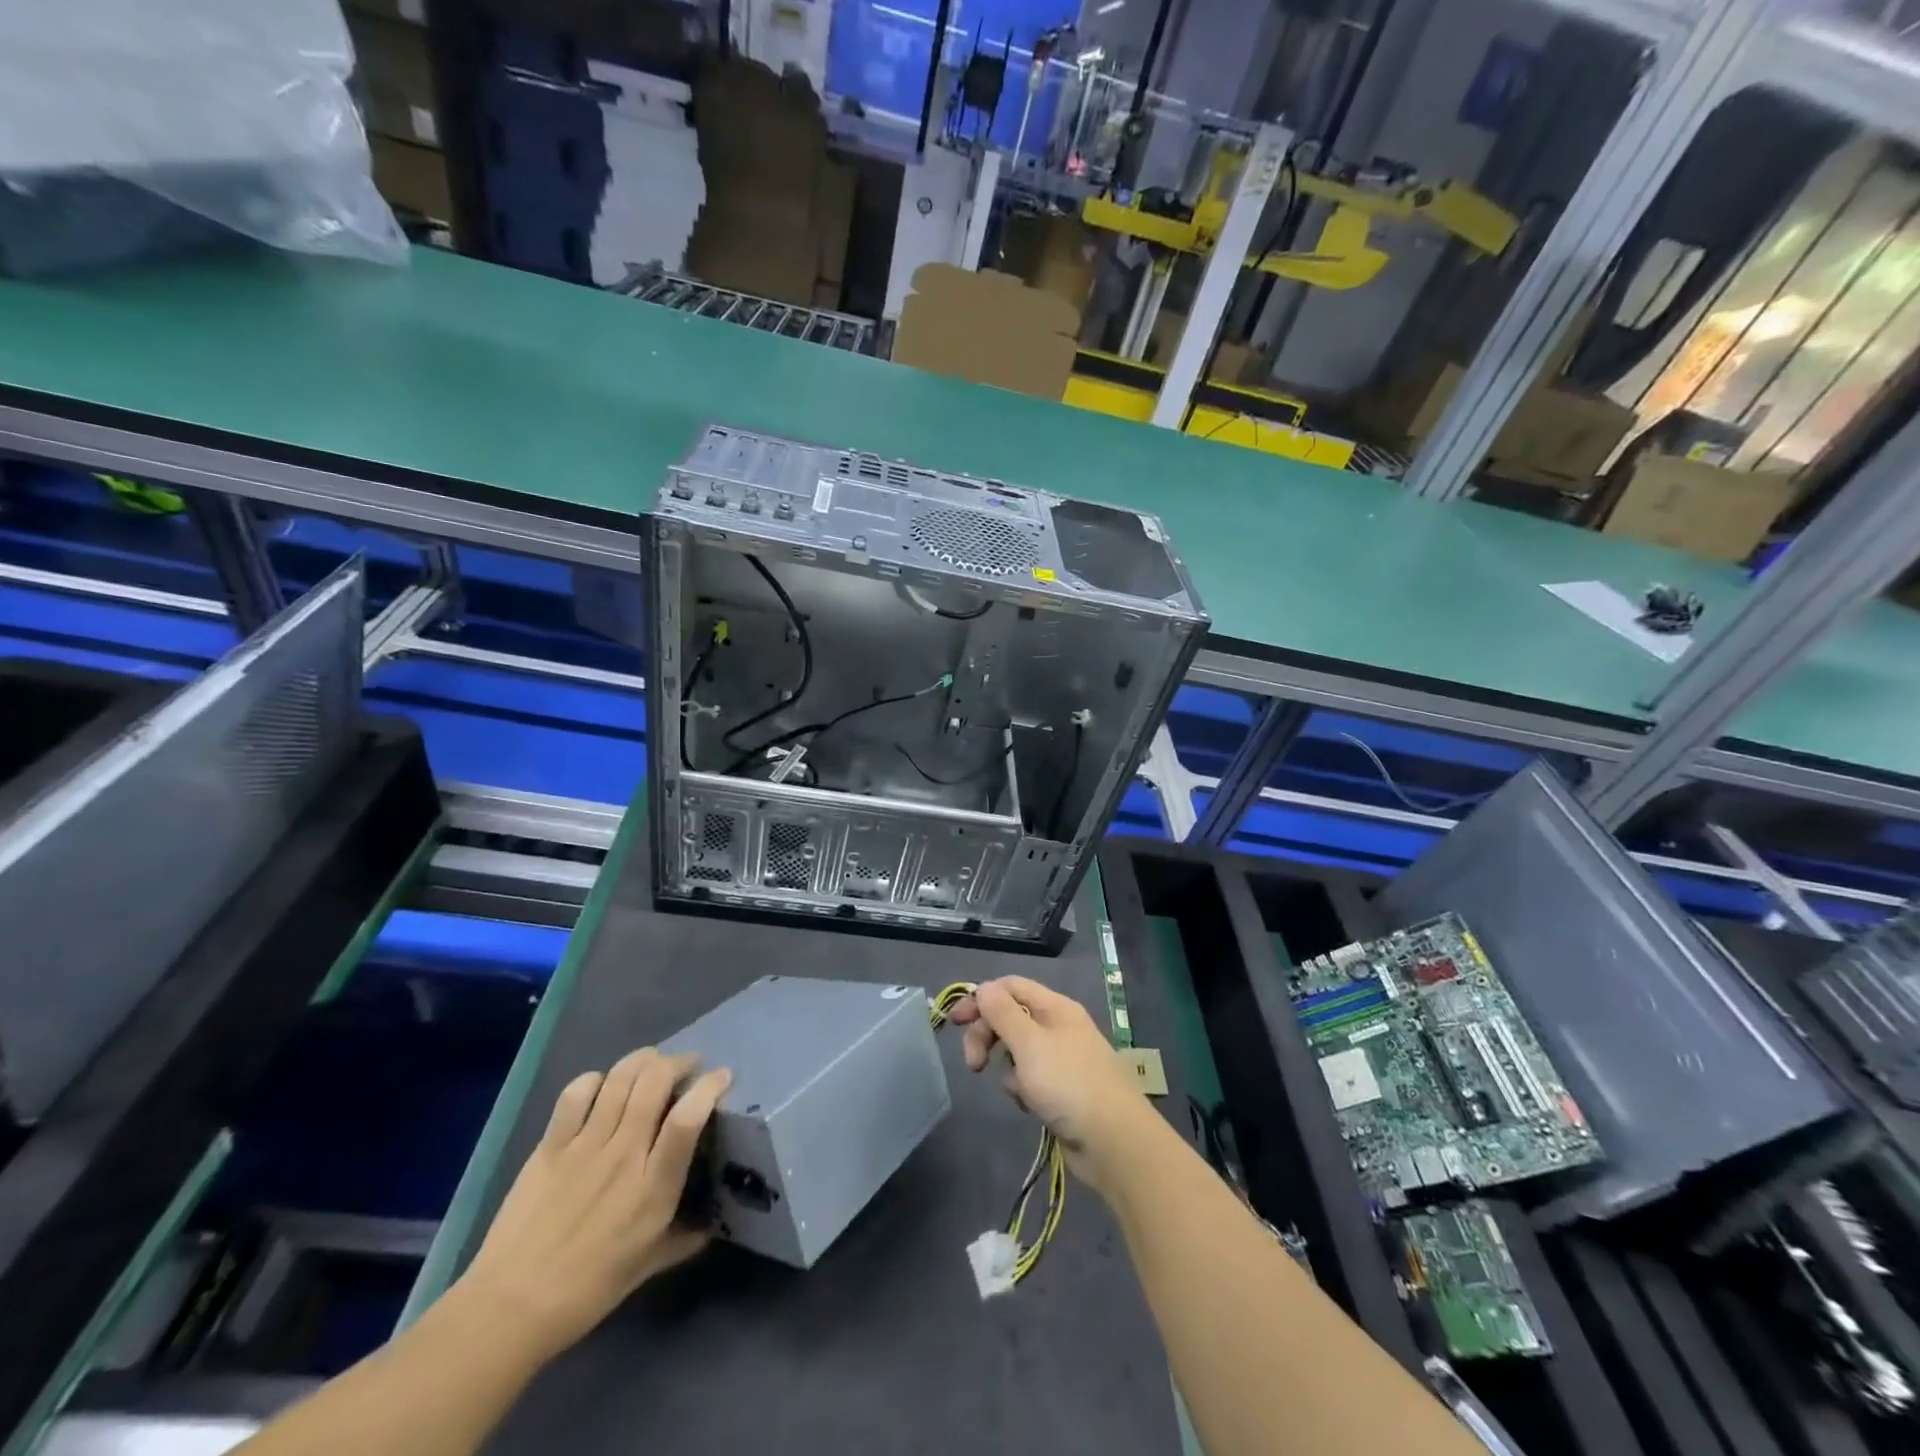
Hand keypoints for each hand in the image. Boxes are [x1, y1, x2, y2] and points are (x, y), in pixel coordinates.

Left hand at [459, 1048, 730, 1361]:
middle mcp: (623, 1155)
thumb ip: (683, 1239)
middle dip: (678, 1062)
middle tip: (688, 1065)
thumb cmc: (588, 1291)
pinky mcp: (550, 1146)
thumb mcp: (647, 1267)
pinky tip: (603, 1085)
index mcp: (653, 1187)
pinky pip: (575, 1094)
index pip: (687, 1118)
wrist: (510, 1308)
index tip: (722, 1076)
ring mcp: (584, 1146)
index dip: (709, 1087)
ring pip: (620, 1078)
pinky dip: (595, 1079)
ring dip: (643, 1060)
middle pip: (655, 1082)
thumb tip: (711, 1225)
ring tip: (653, 1062)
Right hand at [947, 976, 1155, 1195]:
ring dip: (1008, 1068)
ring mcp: (1061, 1059)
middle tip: (974, 1064)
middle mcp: (1059, 1027)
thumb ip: (1002, 1013)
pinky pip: (1029, 1079)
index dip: (981, 999)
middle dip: (988, 1036)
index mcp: (1055, 1007)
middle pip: (1010, 1018)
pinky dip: (1023, 1089)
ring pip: (1017, 1051)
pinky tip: (1031, 1106)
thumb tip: (983, 988)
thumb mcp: (1029, 1043)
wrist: (1114, 1142)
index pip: (1010, 986)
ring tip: (1019, 1090)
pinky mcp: (1061, 1090)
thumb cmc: (1068, 1083)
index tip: (955, 1022)